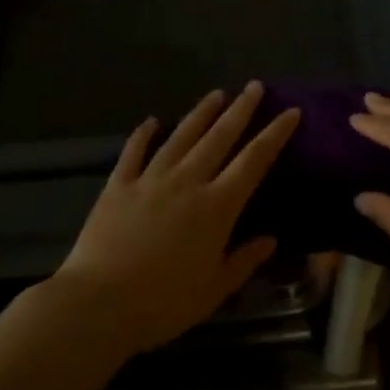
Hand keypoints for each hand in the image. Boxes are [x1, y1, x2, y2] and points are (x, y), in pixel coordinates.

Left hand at [57, 83, 299, 353]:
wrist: (99, 304)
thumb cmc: (164, 303)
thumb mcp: (214, 289)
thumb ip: (244, 260)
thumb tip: (271, 238)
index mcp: (216, 206)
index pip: (253, 161)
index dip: (274, 135)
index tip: (291, 112)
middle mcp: (187, 182)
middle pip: (220, 137)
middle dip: (241, 110)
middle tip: (254, 86)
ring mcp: (150, 179)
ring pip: (181, 136)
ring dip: (201, 113)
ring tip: (217, 93)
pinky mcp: (119, 185)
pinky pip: (134, 152)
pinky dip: (143, 134)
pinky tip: (151, 121)